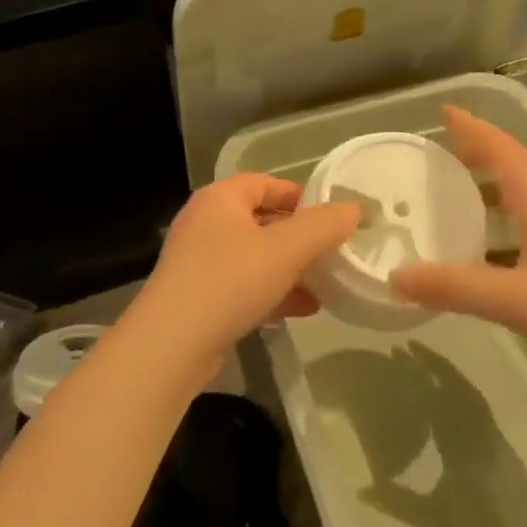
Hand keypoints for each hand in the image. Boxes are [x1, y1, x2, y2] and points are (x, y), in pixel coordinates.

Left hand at [134, 175, 359, 361]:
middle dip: (299, 238)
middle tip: (333, 252)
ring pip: (255, 257)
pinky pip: (243, 285)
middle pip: (261, 220)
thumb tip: (353, 209)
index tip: (333, 216)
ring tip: (325, 285)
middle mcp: (205, 223)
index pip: (265, 182)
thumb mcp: (286, 249)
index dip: (301, 195)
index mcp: (220, 199)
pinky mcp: (198, 296)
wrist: (172, 343)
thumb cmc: (231, 281)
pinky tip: (302, 310)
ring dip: (289, 269)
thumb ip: (323, 226)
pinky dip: (272, 292)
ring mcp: (198, 261)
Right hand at [392, 107, 526, 396]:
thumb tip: (394, 276)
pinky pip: (525, 236)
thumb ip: (454, 287)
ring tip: (458, 194)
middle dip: (485, 152)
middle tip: (449, 150)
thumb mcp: (513, 299)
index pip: (506, 155)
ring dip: (493, 190)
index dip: (476, 131)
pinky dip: (499, 232)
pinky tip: (481, 254)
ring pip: (525, 203)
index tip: (445, 112)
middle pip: (520, 170)